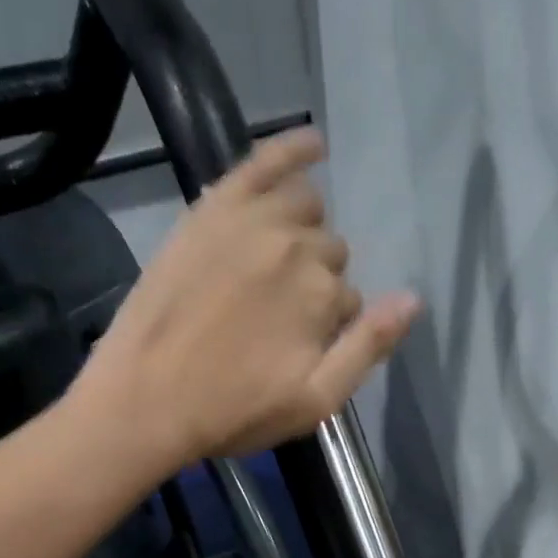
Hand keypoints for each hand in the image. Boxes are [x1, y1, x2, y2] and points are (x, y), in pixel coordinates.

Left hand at [74, 129, 418, 472]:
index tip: (300, 349)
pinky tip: (314, 145)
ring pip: (306, 208)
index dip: (329, 327)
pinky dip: (292, 148)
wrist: (144, 401)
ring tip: (280, 264)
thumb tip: (413, 299)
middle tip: (278, 320)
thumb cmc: (232, 412)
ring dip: (306, 231)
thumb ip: (367, 349)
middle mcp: (295, 247)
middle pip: (329, 253)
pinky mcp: (211, 209)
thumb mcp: (313, 402)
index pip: (349, 300)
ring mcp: (252, 221)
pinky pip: (262, 161)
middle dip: (317, 283)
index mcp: (323, 297)